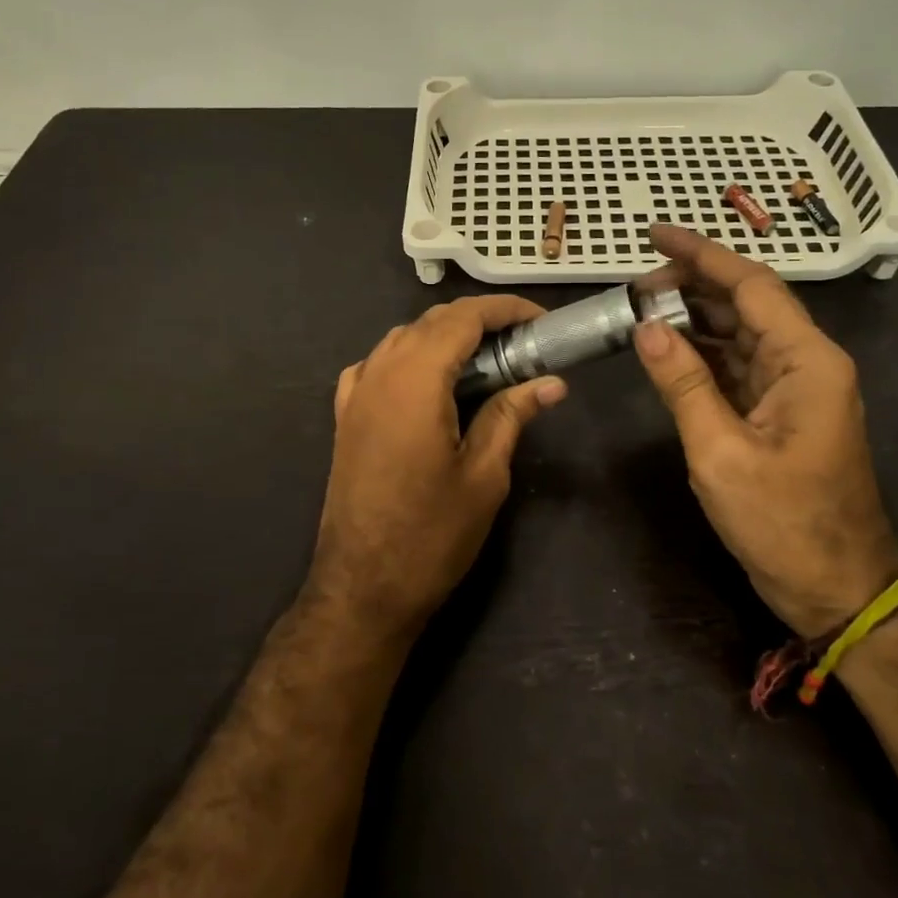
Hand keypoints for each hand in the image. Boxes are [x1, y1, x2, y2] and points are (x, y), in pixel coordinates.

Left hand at [313, 296, 567, 638]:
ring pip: (402, 338)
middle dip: (478, 321)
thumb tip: (552, 382)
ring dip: (444, 337)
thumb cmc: (431, 534)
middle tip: (522, 344)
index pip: (463, 318)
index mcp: (416, 379)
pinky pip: (377, 364)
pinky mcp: (345, 416)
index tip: (541, 321)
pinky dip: (408, 357)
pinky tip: (427, 382)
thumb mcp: (484, 475)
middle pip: (432, 321)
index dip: (505, 310)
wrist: (362, 587)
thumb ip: (511, 415)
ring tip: (484, 361)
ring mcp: (356, 393)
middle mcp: (380, 372)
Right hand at [633, 225, 897, 637]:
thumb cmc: (784, 524)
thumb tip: (646, 327)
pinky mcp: (782, 413)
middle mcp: (807, 363)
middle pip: (747, 303)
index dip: (701, 254)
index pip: (751, 285)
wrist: (838, 590)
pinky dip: (703, 354)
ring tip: (641, 311)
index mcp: (806, 361)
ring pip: (741, 334)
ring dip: (695, 319)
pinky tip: (668, 350)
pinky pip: (739, 367)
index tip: (654, 234)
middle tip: (634, 286)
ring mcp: (796, 389)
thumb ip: (683, 384)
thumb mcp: (721, 453)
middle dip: (691, 286)